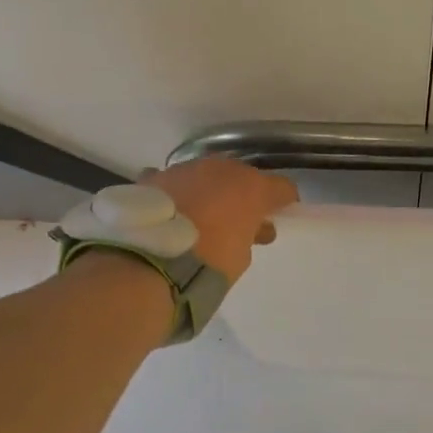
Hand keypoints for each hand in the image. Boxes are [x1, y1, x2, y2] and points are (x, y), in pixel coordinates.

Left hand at [142, 158, 298, 280]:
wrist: (150, 261)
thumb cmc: (208, 264)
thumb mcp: (241, 256)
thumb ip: (250, 235)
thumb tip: (253, 229)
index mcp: (252, 187)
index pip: (281, 188)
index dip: (283, 202)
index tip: (279, 216)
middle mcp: (221, 169)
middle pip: (241, 176)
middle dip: (242, 195)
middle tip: (237, 219)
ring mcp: (186, 169)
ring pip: (205, 175)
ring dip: (208, 191)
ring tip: (198, 216)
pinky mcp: (155, 177)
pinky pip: (173, 182)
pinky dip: (175, 193)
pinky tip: (169, 211)